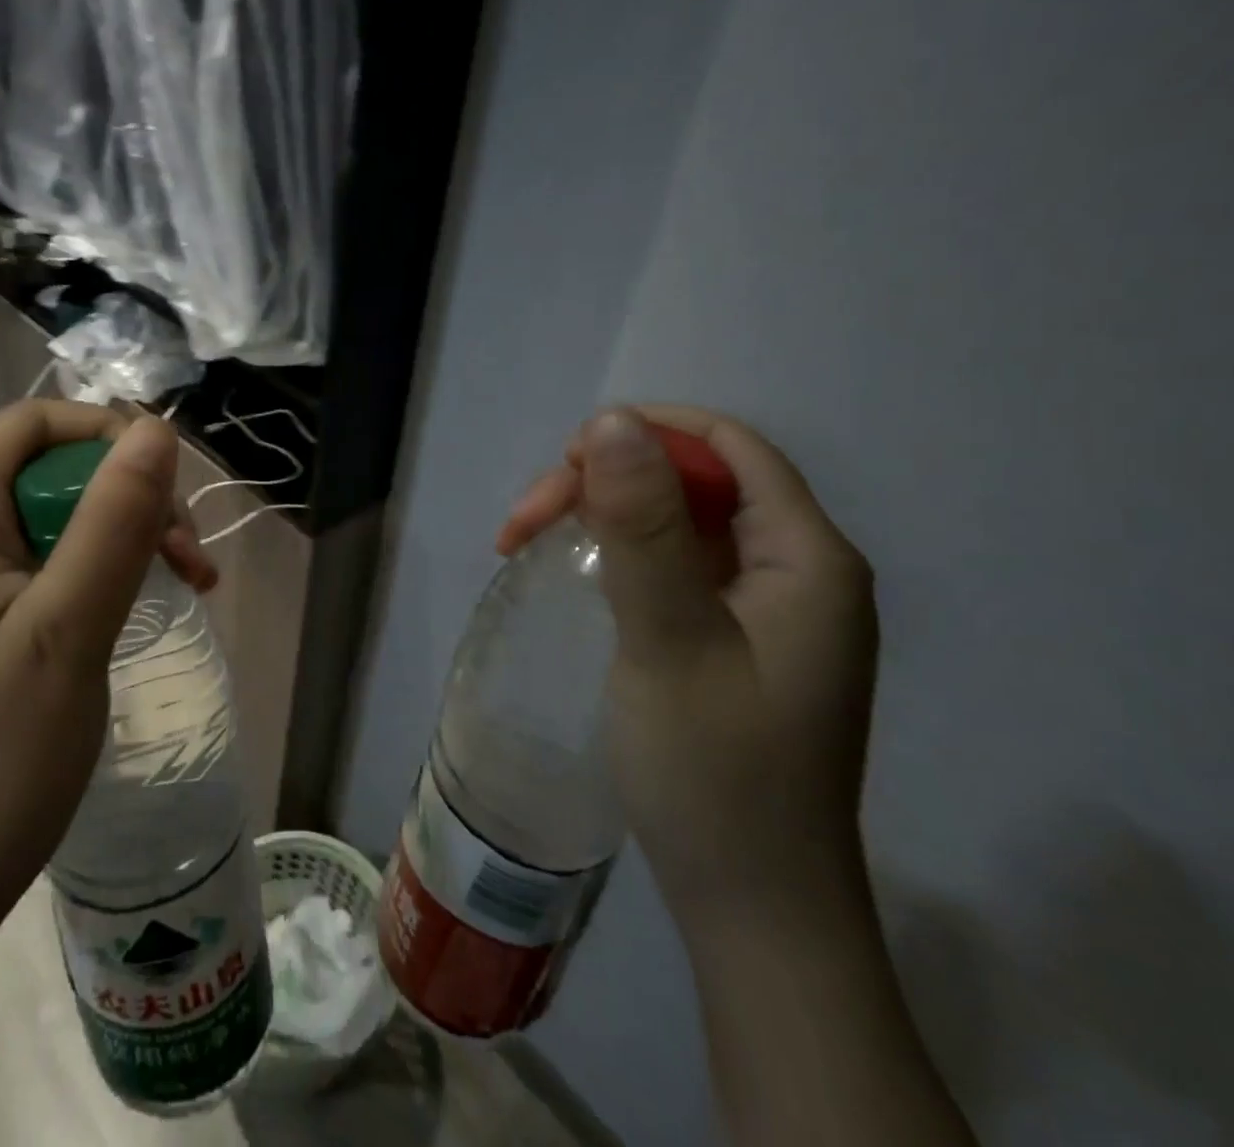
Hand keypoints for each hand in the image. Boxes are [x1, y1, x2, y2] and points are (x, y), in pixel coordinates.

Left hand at [0, 400, 216, 956]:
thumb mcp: (67, 631)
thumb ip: (112, 523)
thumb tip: (156, 430)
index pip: (28, 425)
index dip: (104, 433)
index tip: (168, 488)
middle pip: (46, 469)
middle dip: (127, 494)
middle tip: (188, 555)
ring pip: (55, 518)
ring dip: (124, 535)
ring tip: (186, 580)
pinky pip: (46, 566)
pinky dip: (101, 572)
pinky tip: (138, 606)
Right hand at [499, 406, 877, 921]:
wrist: (752, 906)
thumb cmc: (715, 774)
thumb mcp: (669, 639)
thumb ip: (643, 528)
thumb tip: (612, 420)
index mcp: (806, 558)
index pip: (727, 447)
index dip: (644, 433)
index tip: (563, 465)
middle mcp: (795, 569)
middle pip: (692, 481)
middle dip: (602, 482)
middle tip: (521, 525)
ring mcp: (764, 607)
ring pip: (673, 520)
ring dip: (598, 516)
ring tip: (524, 543)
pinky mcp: (733, 637)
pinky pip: (671, 563)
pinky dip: (613, 554)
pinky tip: (571, 572)